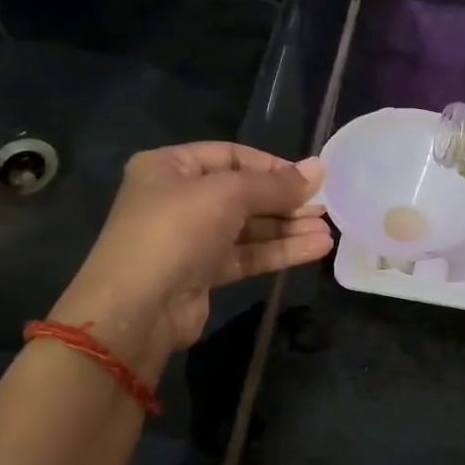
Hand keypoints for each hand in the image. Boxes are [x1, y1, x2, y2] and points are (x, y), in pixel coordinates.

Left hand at [50, 143, 331, 369]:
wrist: (136, 309)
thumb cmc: (175, 232)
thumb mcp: (227, 195)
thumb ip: (274, 184)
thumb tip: (318, 168)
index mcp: (169, 167)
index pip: (230, 155)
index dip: (271, 165)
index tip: (309, 178)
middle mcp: (178, 199)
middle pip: (242, 193)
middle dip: (284, 200)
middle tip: (324, 206)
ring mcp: (190, 238)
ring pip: (248, 228)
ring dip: (287, 228)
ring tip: (328, 230)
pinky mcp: (202, 273)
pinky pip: (247, 255)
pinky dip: (279, 251)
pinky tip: (315, 248)